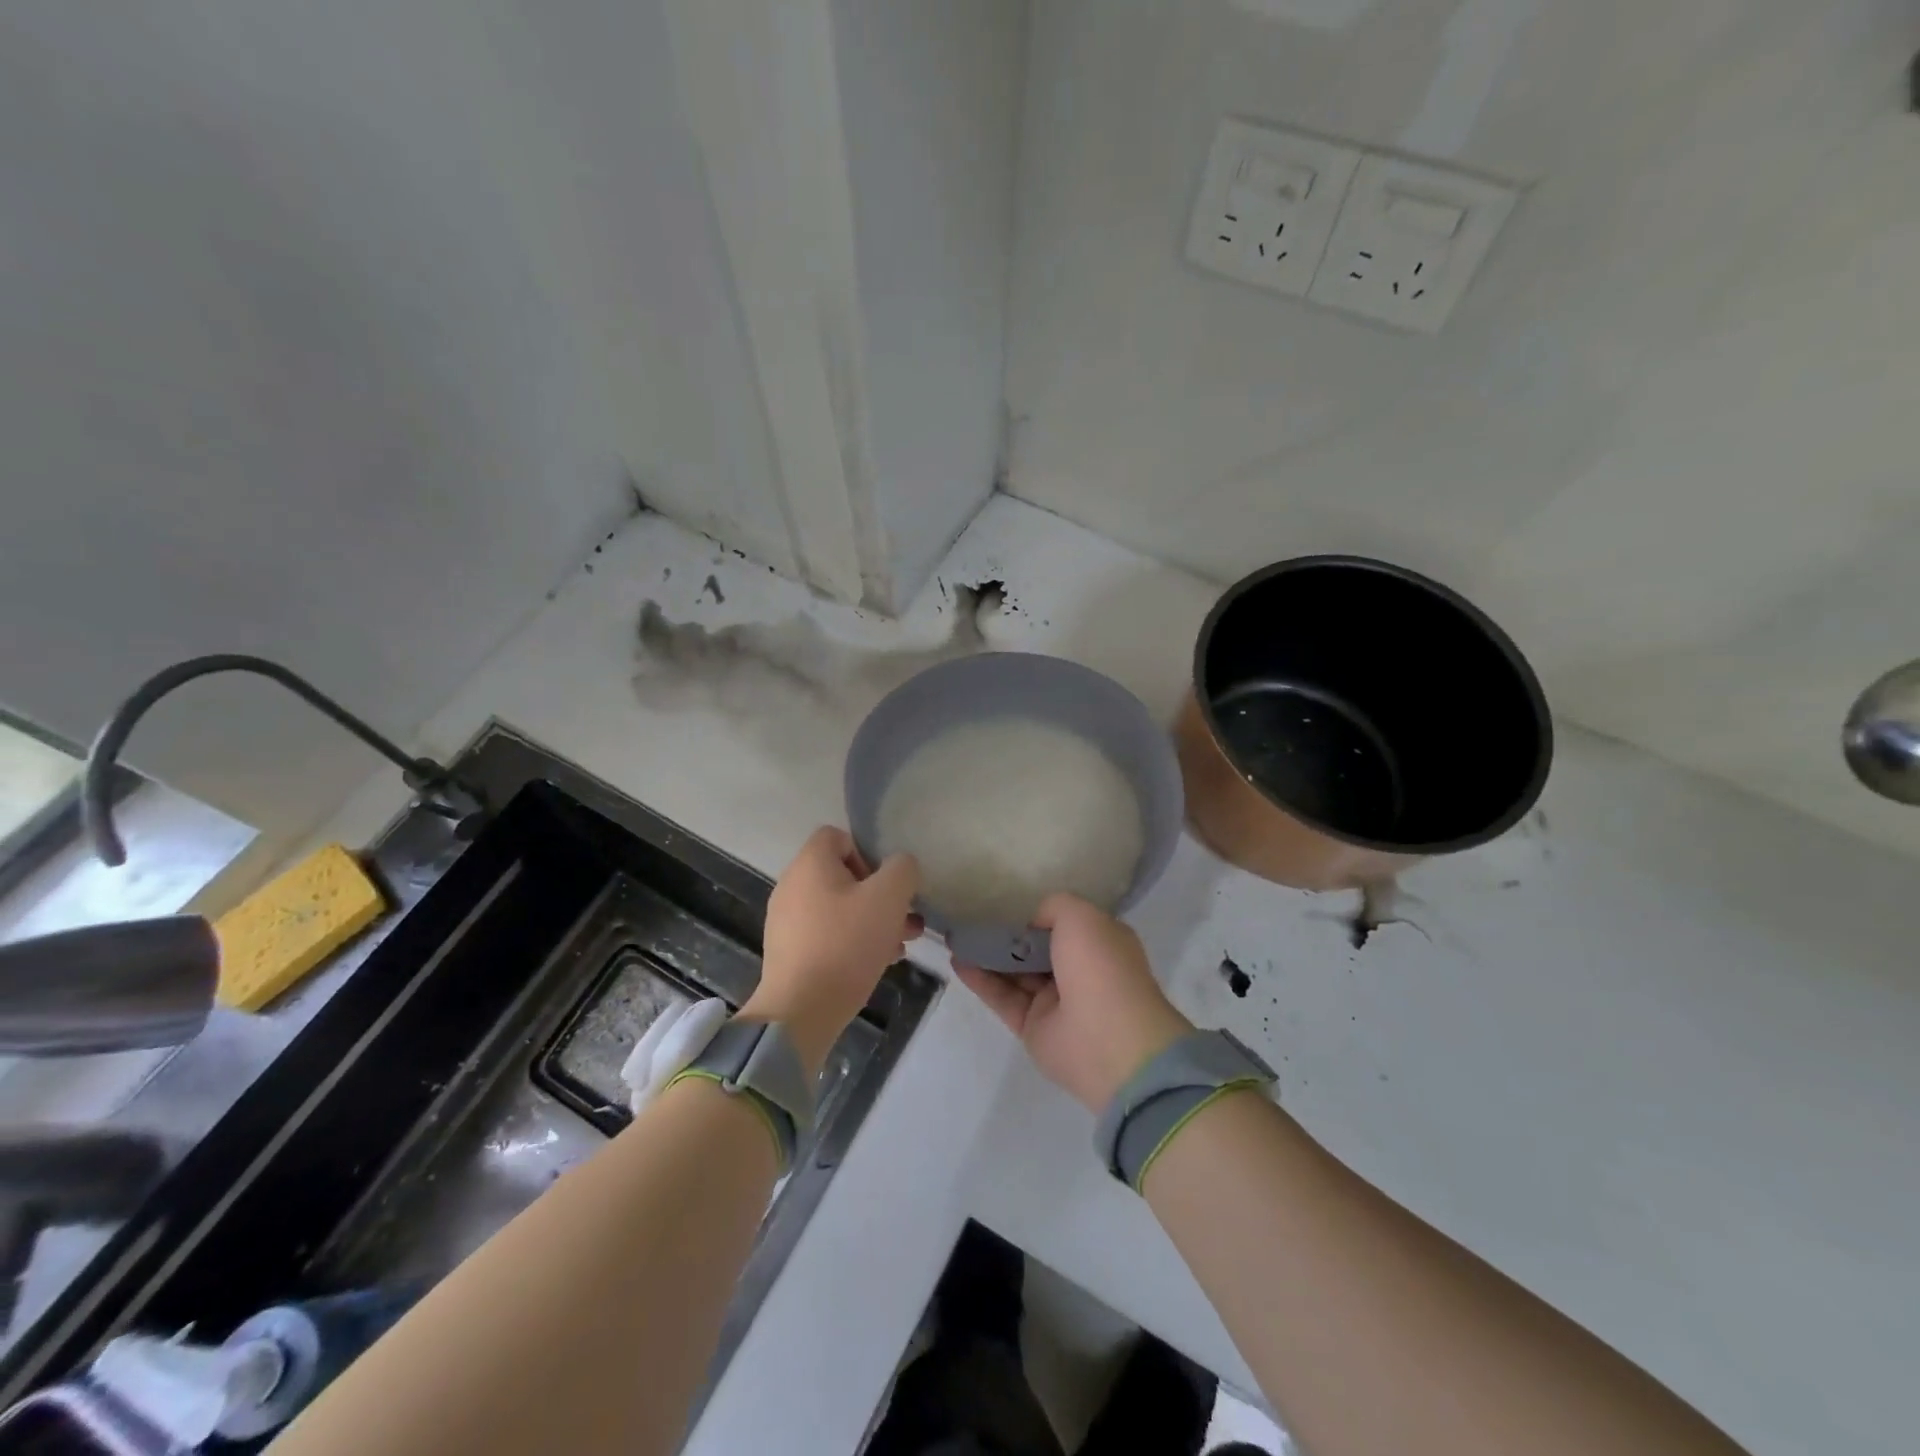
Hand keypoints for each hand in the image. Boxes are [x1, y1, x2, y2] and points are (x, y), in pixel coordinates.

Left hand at [742, 827, 919, 1075]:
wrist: (801, 1011)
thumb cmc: (846, 944)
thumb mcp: (889, 898)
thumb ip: (902, 870)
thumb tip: (901, 866)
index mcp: (810, 863)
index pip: (838, 836)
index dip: (868, 852)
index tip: (887, 883)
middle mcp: (792, 885)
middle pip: (841, 875)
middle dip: (878, 894)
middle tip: (905, 918)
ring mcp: (786, 921)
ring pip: (837, 908)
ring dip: (871, 920)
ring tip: (900, 944)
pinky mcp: (788, 952)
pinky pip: (826, 934)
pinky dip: (851, 941)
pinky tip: (877, 963)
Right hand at [955, 894, 1192, 1113]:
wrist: (1108, 1040)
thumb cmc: (1100, 967)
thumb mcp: (1080, 915)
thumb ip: (1054, 907)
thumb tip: (1033, 922)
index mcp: (1101, 943)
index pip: (1066, 923)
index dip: (1038, 914)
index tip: (1007, 902)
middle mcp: (1081, 971)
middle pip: (1037, 948)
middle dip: (1008, 934)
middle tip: (973, 918)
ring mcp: (1057, 1002)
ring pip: (1017, 973)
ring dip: (988, 955)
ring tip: (957, 937)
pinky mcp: (1033, 1027)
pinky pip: (1003, 998)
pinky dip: (980, 979)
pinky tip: (957, 960)